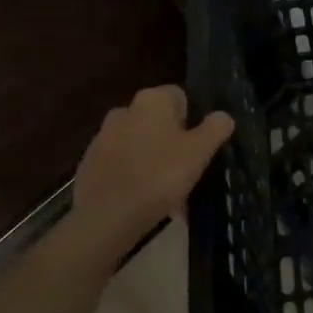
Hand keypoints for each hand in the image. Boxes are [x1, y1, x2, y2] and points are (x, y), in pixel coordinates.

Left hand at [70, 85, 233, 242]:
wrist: (106, 217)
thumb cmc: (160, 175)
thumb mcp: (200, 151)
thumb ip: (216, 128)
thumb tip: (223, 116)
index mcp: (151, 100)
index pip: (179, 96)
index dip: (194, 119)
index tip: (200, 145)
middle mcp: (124, 111)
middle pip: (158, 122)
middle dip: (173, 142)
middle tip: (188, 171)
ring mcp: (102, 138)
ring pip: (140, 145)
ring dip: (155, 161)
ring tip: (169, 193)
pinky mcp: (89, 165)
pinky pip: (122, 165)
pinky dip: (134, 177)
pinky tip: (145, 201)